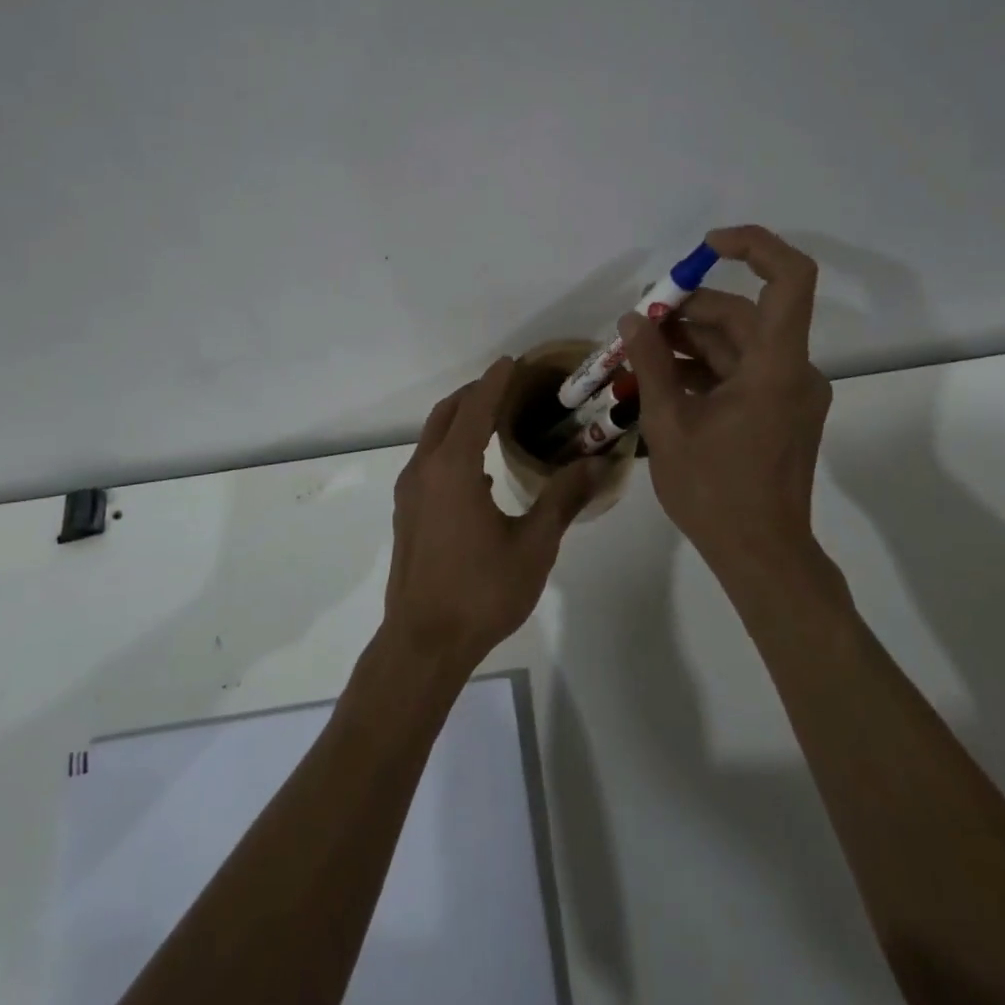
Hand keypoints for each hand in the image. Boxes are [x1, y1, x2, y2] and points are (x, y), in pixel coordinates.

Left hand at [384, 357, 605, 671]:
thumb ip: (563, 498)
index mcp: (454, 468)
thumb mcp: (533, 545)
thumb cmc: (482, 591)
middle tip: (509, 386)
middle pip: (448, 414)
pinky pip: (429, 461)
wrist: (423, 643)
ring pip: (433, 437)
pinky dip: (451, 447)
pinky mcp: (406, 512)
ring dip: (461, 419)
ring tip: (496, 419)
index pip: (476, 407)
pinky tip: (479, 470)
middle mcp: (425, 470)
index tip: (513, 361)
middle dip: (475, 394)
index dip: (496, 381)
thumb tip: (599, 463)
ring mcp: (409, 492)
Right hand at [620, 225, 839, 598]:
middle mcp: (792, 370)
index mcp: (776, 367)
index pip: (789, 279)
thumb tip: (633, 319)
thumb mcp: (670, 424)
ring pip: (739, 343)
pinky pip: (741, 371)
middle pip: (745, 314)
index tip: (704, 248)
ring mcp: (789, 392)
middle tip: (639, 320)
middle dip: (690, 309)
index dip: (753, 247)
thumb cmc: (715, 492)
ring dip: (691, 340)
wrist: (761, 555)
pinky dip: (704, 367)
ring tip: (639, 351)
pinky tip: (661, 377)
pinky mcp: (780, 410)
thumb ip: (652, 363)